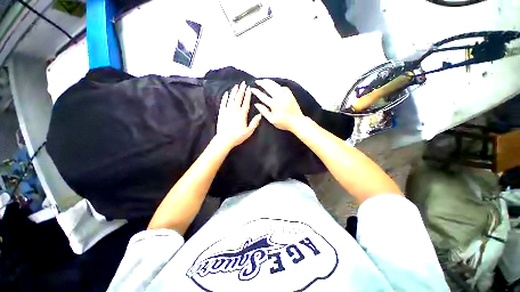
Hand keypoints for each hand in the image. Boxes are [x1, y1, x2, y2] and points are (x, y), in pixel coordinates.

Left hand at [215, 81, 261, 149]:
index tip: (249, 88)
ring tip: (236, 86)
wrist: (224, 139)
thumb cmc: (238, 136)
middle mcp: (235, 110)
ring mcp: (227, 110)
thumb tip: (260, 115)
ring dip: (234, 91)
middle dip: (241, 90)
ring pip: (231, 98)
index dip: (247, 95)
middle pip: (238, 98)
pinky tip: (226, 93)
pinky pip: (223, 103)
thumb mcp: (249, 131)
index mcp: (242, 114)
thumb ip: (255, 122)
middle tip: (243, 83)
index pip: (246, 102)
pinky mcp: (221, 113)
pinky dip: (225, 97)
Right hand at [251, 79, 304, 131]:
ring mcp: (286, 95)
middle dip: (262, 83)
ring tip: (264, 80)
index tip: (252, 88)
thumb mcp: (272, 120)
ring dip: (269, 82)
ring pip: (276, 85)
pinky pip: (283, 87)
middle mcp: (279, 97)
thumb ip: (264, 111)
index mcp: (274, 104)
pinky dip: (278, 85)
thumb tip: (256, 104)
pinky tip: (275, 86)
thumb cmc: (283, 123)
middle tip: (257, 81)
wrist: (297, 121)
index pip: (263, 96)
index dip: (257, 92)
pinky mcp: (290, 94)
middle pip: (269, 87)